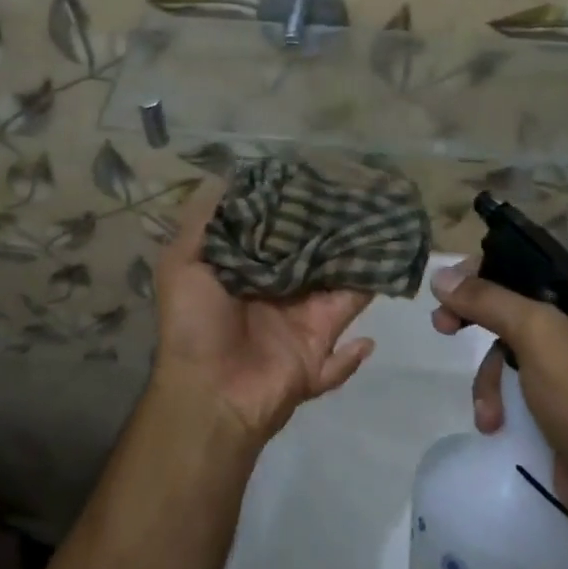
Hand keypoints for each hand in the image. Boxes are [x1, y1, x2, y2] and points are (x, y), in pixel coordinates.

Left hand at [151, 181, 375, 449]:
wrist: (208, 394)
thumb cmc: (194, 324)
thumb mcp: (181, 264)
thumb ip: (202, 220)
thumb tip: (225, 174)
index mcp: (247, 272)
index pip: (278, 234)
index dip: (296, 211)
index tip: (320, 179)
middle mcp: (277, 294)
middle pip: (315, 260)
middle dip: (337, 237)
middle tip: (366, 204)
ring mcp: (300, 326)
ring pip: (339, 293)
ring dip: (359, 273)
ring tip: (386, 242)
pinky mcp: (317, 356)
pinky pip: (344, 355)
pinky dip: (357, 351)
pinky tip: (369, 336)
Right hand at [431, 258, 567, 518]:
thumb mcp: (539, 335)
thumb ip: (488, 300)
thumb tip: (441, 276)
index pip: (527, 264)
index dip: (485, 269)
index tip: (452, 285)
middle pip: (511, 307)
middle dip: (474, 320)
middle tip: (442, 325)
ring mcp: (567, 369)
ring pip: (507, 352)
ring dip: (489, 380)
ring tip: (487, 410)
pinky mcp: (556, 405)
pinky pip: (514, 388)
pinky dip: (499, 403)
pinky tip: (496, 424)